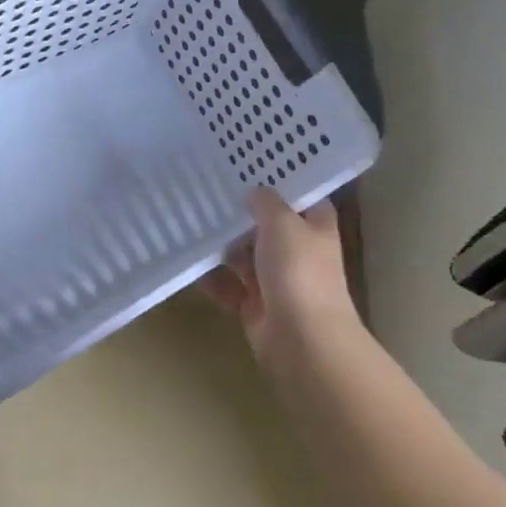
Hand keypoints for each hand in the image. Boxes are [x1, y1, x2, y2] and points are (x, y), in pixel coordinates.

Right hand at [203, 186, 360, 367]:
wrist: (302, 340)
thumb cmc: (298, 270)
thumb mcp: (282, 222)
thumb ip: (267, 202)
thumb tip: (255, 193)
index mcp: (316, 227)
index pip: (302, 197)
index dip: (282, 182)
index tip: (252, 166)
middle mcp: (299, 252)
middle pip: (269, 227)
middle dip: (244, 214)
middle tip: (210, 190)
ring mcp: (277, 282)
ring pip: (246, 257)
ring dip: (224, 246)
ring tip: (192, 220)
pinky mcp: (256, 307)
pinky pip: (230, 287)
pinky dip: (212, 279)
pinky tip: (189, 262)